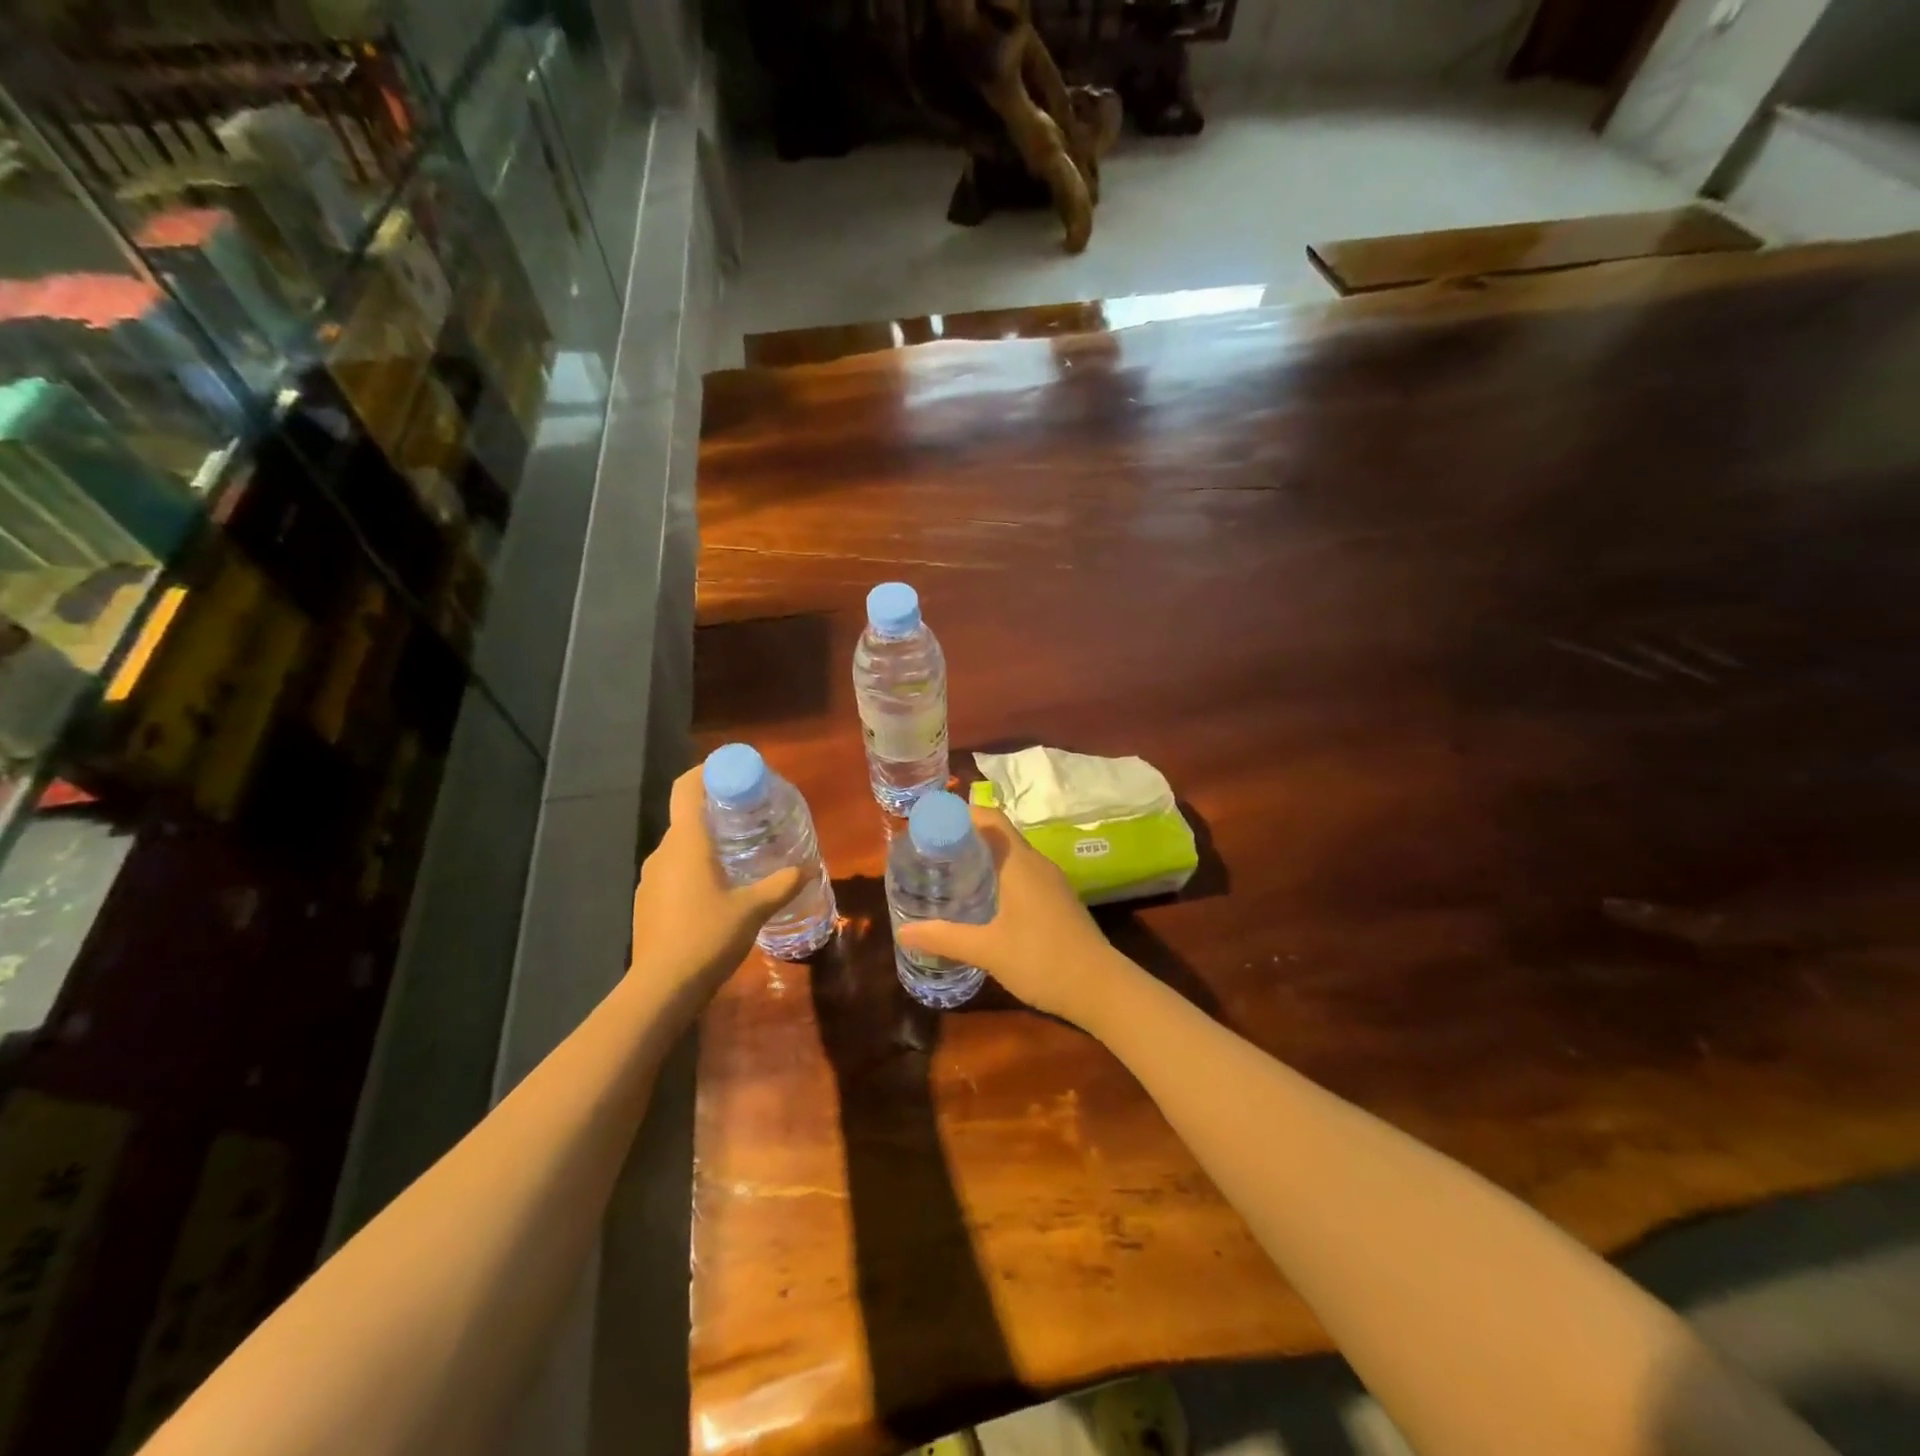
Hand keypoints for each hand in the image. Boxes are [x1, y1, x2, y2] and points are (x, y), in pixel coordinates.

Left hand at [628, 767, 805, 992]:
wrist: (661, 988)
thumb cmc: (708, 936)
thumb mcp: (754, 909)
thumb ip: (781, 885)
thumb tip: (808, 868)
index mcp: (687, 842)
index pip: (687, 788)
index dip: (707, 771)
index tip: (734, 771)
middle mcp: (664, 852)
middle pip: (687, 816)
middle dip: (718, 810)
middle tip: (751, 816)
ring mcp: (651, 877)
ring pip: (681, 846)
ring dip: (707, 842)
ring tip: (740, 853)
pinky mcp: (647, 901)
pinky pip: (674, 870)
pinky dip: (695, 867)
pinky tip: (718, 889)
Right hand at [894, 805, 1135, 1027]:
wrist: (1101, 988)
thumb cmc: (1041, 960)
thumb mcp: (987, 950)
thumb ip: (945, 938)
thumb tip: (903, 932)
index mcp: (1018, 862)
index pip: (988, 818)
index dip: (958, 815)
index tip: (928, 825)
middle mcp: (1036, 863)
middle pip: (997, 834)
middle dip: (964, 837)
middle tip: (930, 852)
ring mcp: (1050, 881)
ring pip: (1011, 855)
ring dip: (982, 857)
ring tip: (948, 873)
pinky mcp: (1057, 899)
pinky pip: (1022, 873)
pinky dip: (998, 875)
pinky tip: (982, 900)